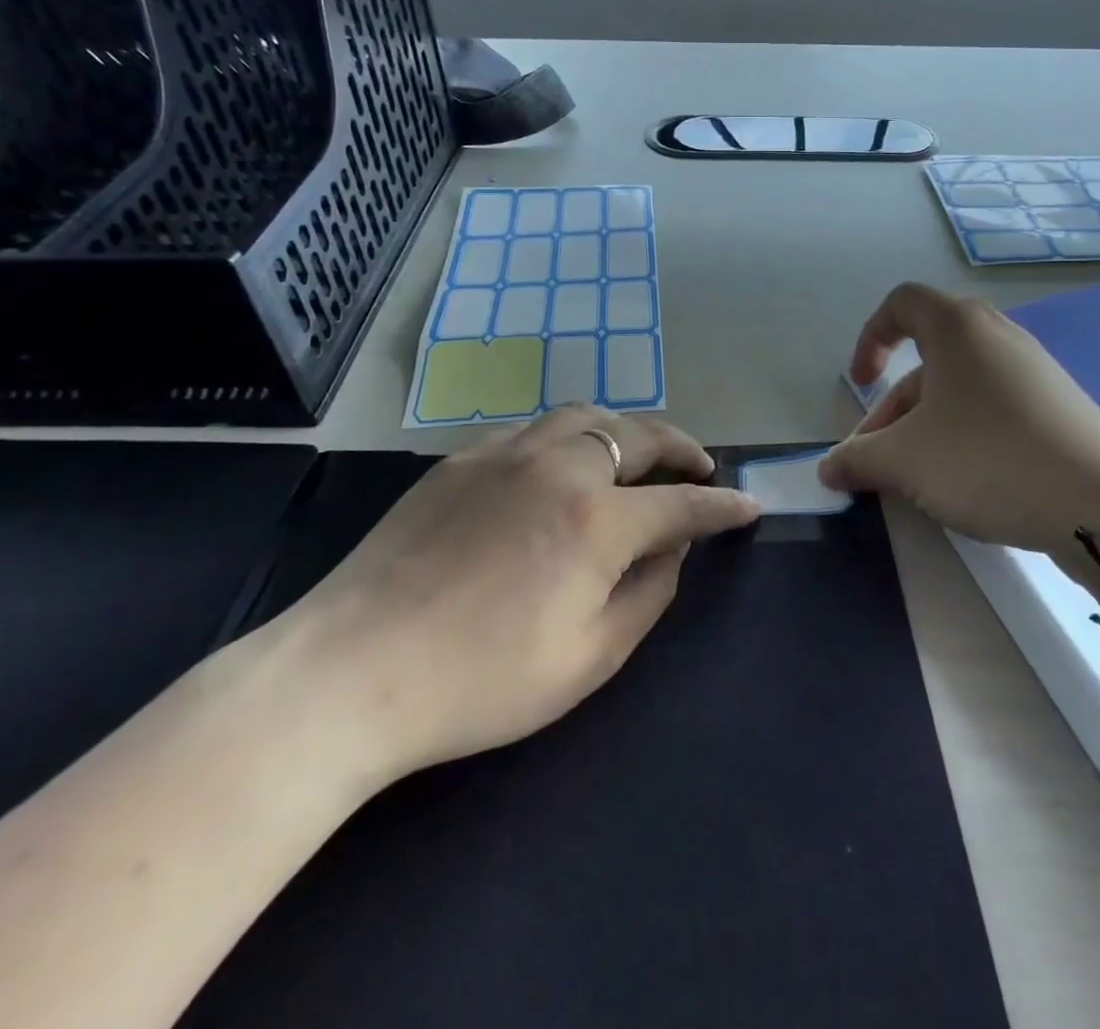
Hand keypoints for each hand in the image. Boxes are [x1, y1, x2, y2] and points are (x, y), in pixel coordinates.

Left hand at [260, 405, 760, 791]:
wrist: (350, 672)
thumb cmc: (480, 682)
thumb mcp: (588, 659)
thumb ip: (647, 594)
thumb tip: (673, 548)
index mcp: (596, 519)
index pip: (682, 504)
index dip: (723, 506)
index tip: (749, 505)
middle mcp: (559, 467)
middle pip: (639, 436)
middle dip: (682, 448)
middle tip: (700, 466)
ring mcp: (506, 454)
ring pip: (586, 416)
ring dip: (626, 430)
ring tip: (638, 454)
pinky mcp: (461, 459)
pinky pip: (533, 429)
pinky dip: (569, 436)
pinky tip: (562, 463)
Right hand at [819, 284, 1099, 586]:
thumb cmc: (988, 460)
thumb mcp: (906, 461)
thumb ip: (857, 460)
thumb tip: (827, 469)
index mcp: (957, 328)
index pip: (900, 304)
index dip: (869, 338)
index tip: (860, 385)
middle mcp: (997, 336)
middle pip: (927, 360)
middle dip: (892, 409)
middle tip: (876, 459)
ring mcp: (1033, 371)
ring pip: (959, 390)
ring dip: (925, 427)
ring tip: (915, 480)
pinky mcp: (1057, 407)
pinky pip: (993, 408)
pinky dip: (964, 435)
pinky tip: (964, 483)